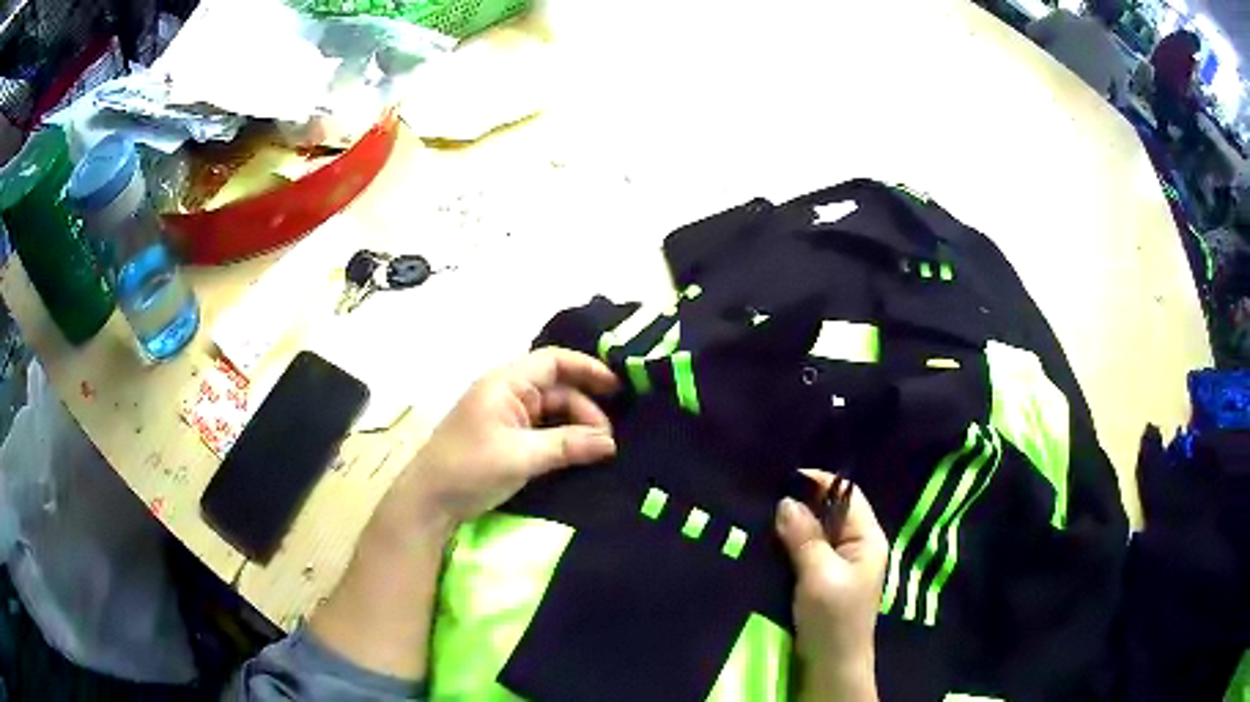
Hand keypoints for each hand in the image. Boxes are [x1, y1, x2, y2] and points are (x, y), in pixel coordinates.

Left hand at [389, 347, 619, 529]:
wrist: (429, 501)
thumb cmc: (471, 468)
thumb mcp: (523, 456)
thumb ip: (568, 445)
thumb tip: (610, 444)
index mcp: (505, 383)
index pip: (554, 362)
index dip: (587, 369)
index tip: (618, 388)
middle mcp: (506, 393)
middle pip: (556, 390)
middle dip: (585, 410)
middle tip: (607, 442)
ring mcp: (504, 416)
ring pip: (550, 412)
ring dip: (575, 428)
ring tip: (596, 452)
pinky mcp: (503, 438)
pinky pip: (540, 430)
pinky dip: (560, 440)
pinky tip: (577, 455)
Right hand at [776, 472, 887, 701]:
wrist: (831, 666)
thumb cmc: (833, 619)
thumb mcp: (819, 575)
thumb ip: (804, 537)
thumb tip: (785, 501)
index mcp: (868, 539)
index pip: (848, 495)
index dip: (820, 482)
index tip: (783, 478)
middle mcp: (857, 546)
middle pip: (831, 513)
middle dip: (802, 504)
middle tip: (765, 496)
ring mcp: (840, 565)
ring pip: (816, 533)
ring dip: (793, 526)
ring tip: (762, 516)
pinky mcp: (823, 581)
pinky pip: (807, 553)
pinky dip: (790, 546)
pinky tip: (768, 543)